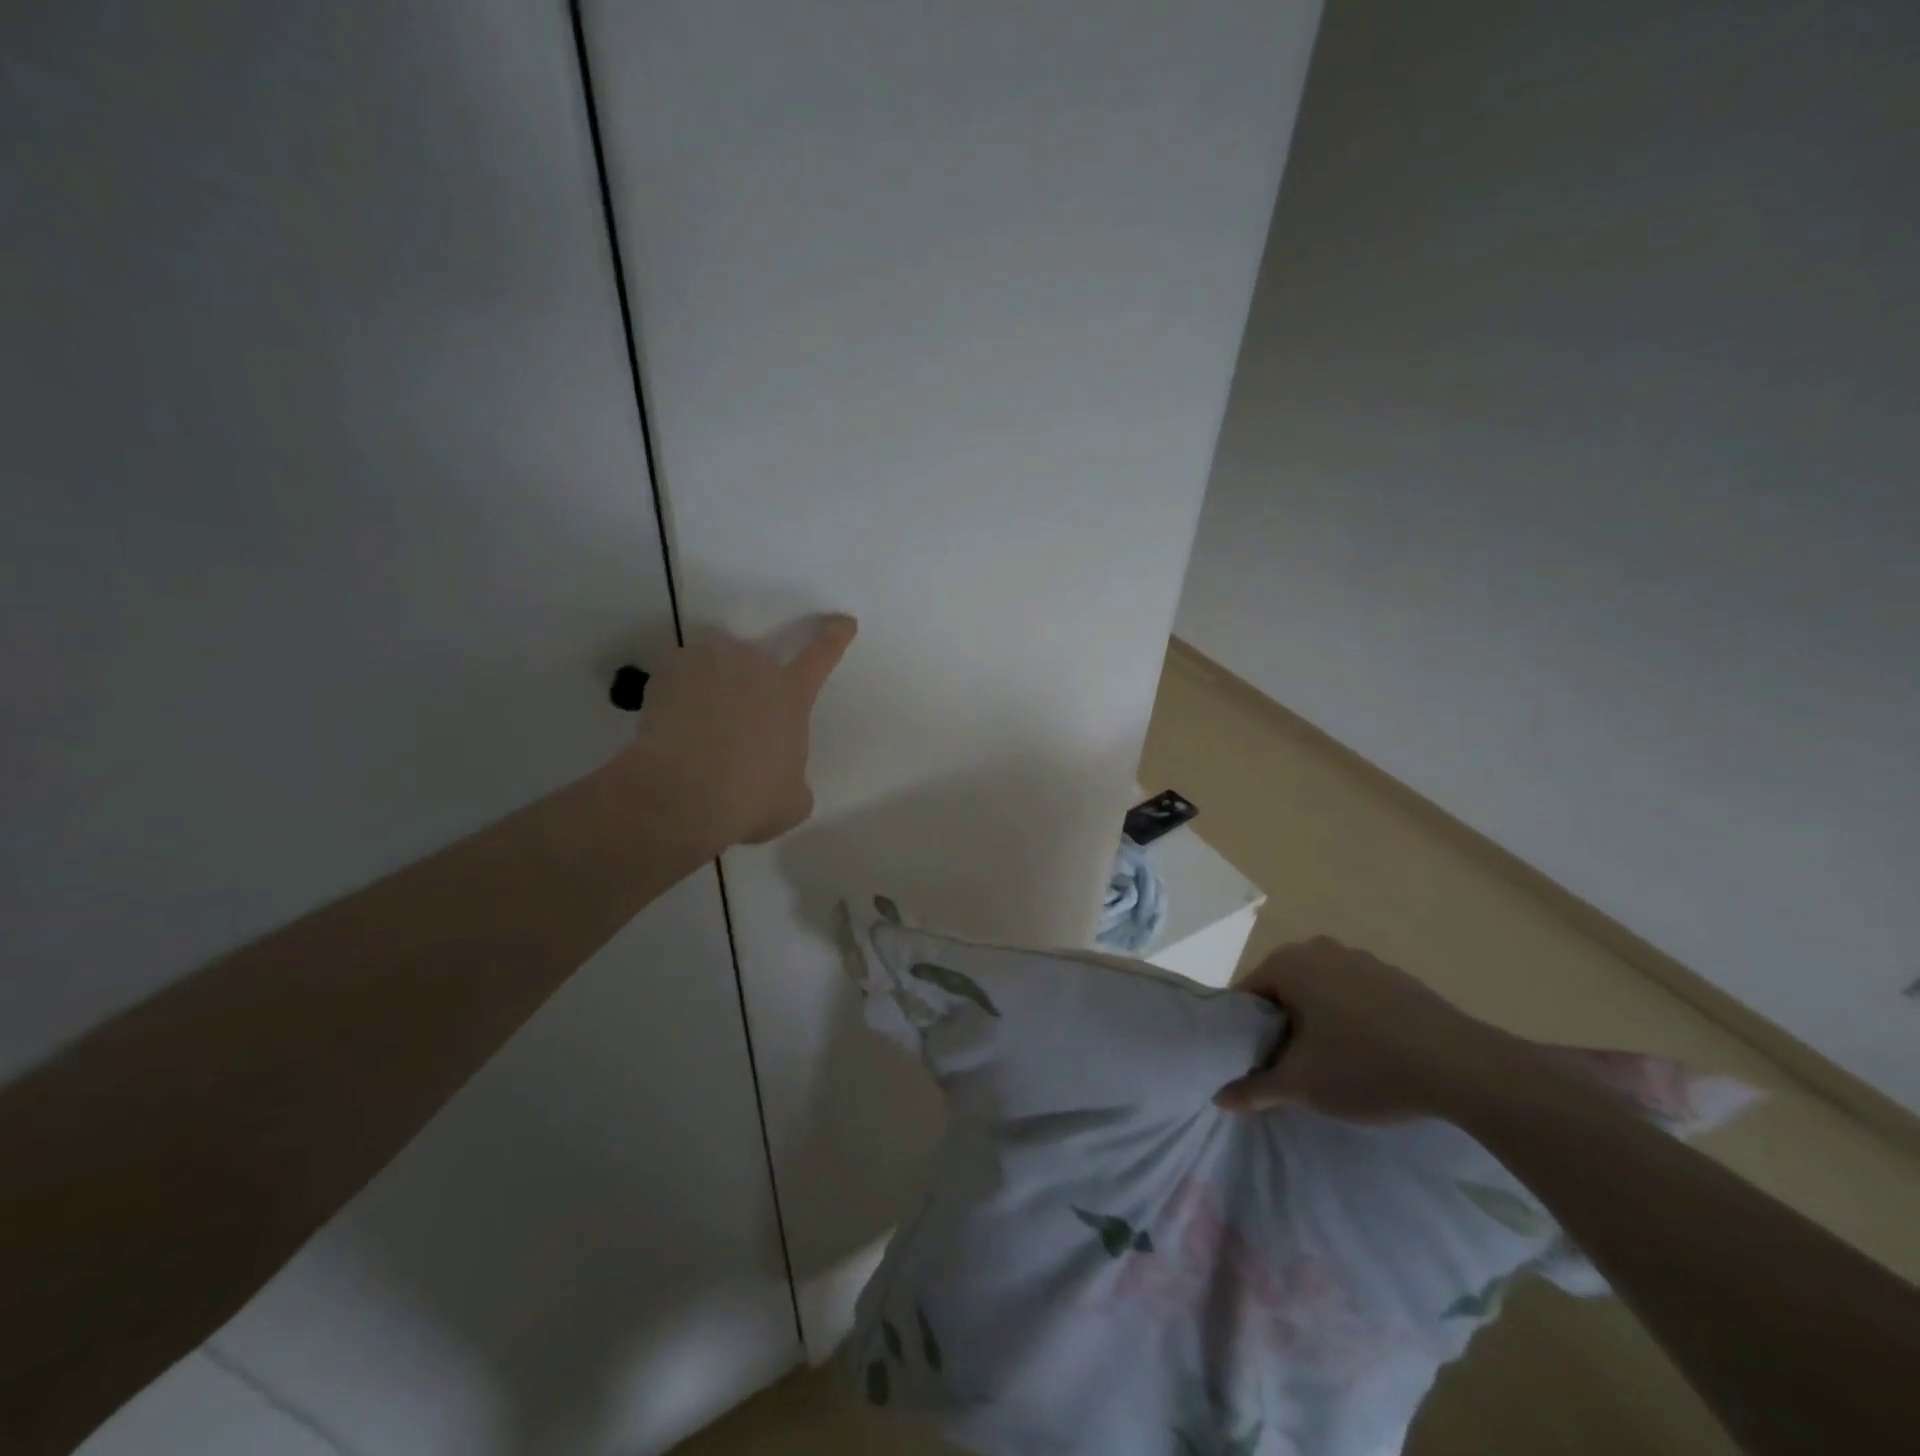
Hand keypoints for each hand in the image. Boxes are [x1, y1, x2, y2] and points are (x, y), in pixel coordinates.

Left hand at [623, 614, 856, 847]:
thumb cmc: (750, 798)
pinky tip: (672, 727)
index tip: (844, 622)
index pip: (822, 654)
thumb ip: (793, 778)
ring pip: (715, 661)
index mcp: (791, 694)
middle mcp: (754, 667)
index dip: (834, 636)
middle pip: (757, 660)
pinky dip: (678, 695)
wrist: (682, 795)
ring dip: (713, 681)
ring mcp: (709, 664)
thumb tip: (781, 779)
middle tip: (737, 723)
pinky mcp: (667, 674)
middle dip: (751, 684)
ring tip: (701, 719)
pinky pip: (678, 677)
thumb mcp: (792, 801)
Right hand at [1214, 937, 1512, 1120]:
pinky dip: (1348, 1018)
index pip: (1246, 995)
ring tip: (1329, 1065)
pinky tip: (1368, 1054)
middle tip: (1289, 1068)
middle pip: (1282, 990)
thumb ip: (1255, 1089)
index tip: (1254, 1065)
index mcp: (1288, 963)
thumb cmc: (1367, 1067)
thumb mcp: (1303, 1085)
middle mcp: (1318, 949)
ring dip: (1314, 1022)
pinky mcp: (1394, 976)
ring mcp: (1360, 958)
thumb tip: (1219, 1098)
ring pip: (1318, 991)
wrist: (1464, 1067)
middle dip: (1280, 1026)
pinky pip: (1352, 994)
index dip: (1243, 1032)